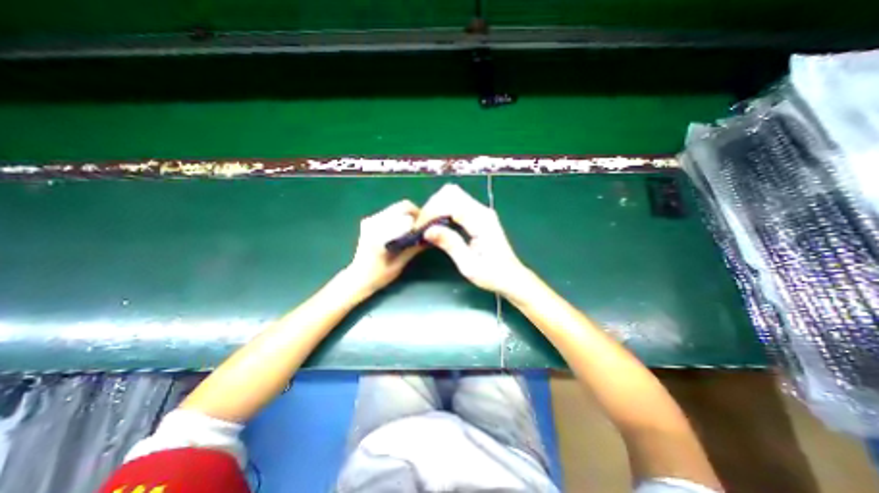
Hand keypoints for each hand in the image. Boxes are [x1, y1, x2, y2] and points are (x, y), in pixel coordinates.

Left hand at [344, 201, 423, 295]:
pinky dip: (400, 218)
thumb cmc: (379, 275)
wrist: (358, 277)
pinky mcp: (369, 220)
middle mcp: (373, 222)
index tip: (427, 228)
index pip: (405, 214)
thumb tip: (430, 237)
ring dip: (408, 216)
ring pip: (397, 208)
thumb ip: (414, 248)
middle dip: (415, 215)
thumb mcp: (399, 264)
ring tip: (413, 230)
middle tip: (421, 228)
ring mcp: (370, 219)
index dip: (420, 218)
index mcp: (379, 233)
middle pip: (402, 206)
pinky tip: (402, 231)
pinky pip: (391, 212)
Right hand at [417, 184, 531, 293]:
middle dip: (433, 206)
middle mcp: (482, 211)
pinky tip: (438, 225)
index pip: (451, 202)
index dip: (432, 211)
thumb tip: (428, 231)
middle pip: (451, 193)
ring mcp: (481, 212)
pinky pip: (457, 204)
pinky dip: (444, 211)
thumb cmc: (492, 274)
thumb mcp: (468, 265)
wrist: (511, 277)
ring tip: (428, 226)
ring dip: (437, 207)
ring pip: (453, 196)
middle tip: (423, 226)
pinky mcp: (479, 216)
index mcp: (481, 221)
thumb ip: (450, 244)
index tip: (420, 228)